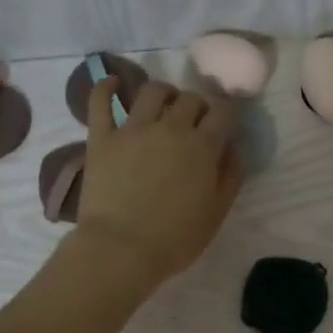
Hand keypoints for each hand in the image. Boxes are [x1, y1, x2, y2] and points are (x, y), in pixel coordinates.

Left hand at [73, 77, 243, 290]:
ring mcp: (133, 129)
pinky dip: (106, 86)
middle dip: (197, 106)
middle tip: (193, 122)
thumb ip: (231, 175)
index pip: (222, 112)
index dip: (225, 116)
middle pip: (190, 98)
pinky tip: (113, 83)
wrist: (121, 249)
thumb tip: (232, 147)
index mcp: (203, 146)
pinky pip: (100, 101)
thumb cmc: (175, 239)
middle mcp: (171, 128)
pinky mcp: (102, 137)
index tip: (223, 126)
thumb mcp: (217, 212)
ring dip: (163, 92)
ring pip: (152, 91)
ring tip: (163, 104)